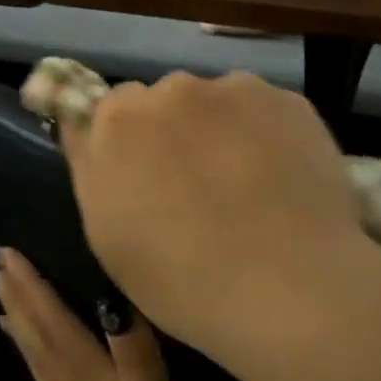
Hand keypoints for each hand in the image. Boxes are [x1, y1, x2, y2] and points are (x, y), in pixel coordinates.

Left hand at [0, 248, 212, 380]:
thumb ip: (136, 361)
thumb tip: (112, 300)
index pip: (53, 324)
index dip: (34, 287)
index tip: (9, 252)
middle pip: (40, 339)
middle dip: (21, 300)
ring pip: (44, 363)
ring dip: (26, 329)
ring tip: (7, 305)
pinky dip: (44, 370)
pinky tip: (44, 371)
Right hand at [56, 71, 363, 349]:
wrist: (291, 291)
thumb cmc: (182, 279)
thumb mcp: (107, 235)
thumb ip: (92, 167)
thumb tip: (89, 128)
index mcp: (119, 120)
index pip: (109, 110)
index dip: (126, 145)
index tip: (144, 178)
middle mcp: (174, 88)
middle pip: (164, 100)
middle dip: (173, 131)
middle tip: (197, 186)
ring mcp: (236, 90)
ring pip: (216, 102)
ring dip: (219, 129)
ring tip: (246, 185)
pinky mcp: (290, 100)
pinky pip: (263, 110)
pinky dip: (264, 134)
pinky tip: (280, 179)